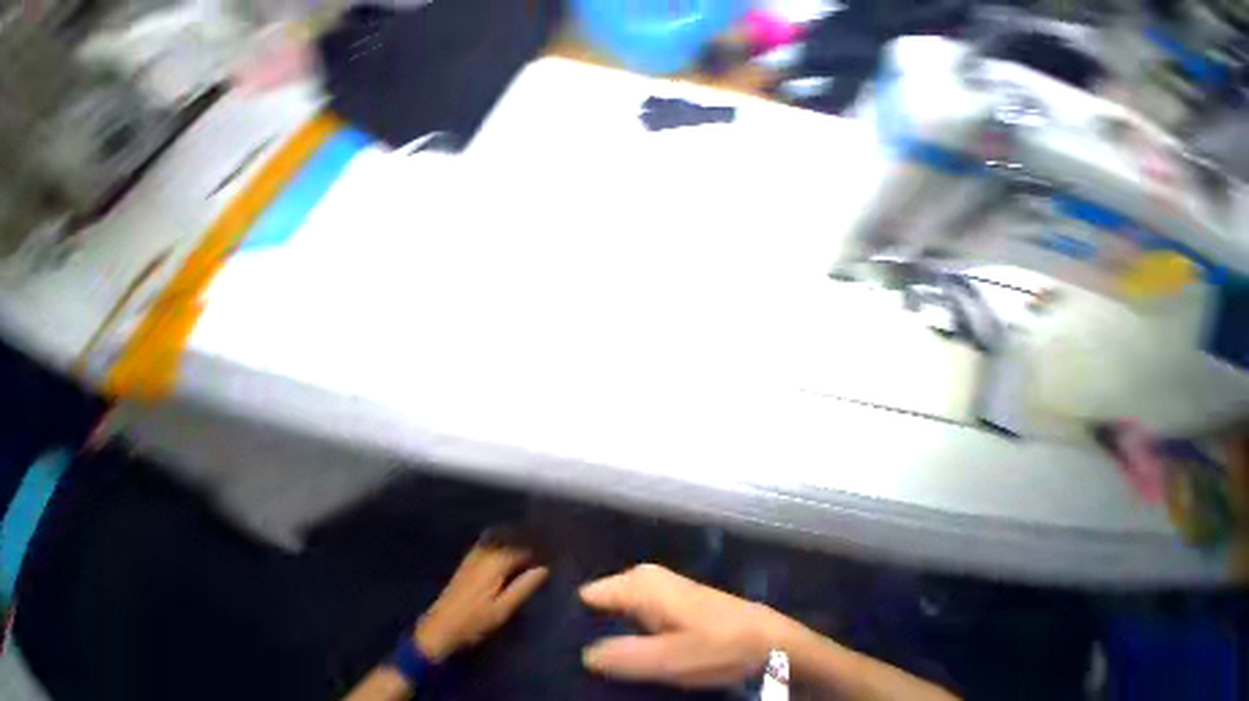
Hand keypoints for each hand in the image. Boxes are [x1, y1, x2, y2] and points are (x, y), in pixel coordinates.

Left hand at [413, 542, 548, 661]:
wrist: (437, 629)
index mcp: (499, 560)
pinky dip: (507, 536)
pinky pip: (495, 536)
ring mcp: (479, 550)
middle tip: (548, 543)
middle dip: (533, 537)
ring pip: (507, 533)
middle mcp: (490, 548)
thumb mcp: (502, 610)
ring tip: (534, 542)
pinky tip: (513, 544)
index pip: (528, 545)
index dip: (543, 546)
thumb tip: (546, 567)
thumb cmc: (472, 622)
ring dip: (521, 535)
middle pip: (518, 535)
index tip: (556, 548)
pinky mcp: (472, 555)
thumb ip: (524, 586)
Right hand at [579, 564, 784, 688]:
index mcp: (638, 583)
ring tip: (597, 661)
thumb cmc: (713, 646)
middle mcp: (642, 575)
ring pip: (618, 603)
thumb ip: (623, 656)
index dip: (575, 619)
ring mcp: (656, 582)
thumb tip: (584, 653)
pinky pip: (633, 606)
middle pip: (603, 598)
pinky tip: (625, 648)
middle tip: (578, 662)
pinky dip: (625, 625)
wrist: (758, 635)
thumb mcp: (667, 660)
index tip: (561, 646)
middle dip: (591, 626)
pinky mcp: (667, 594)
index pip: (591, 594)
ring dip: (608, 628)